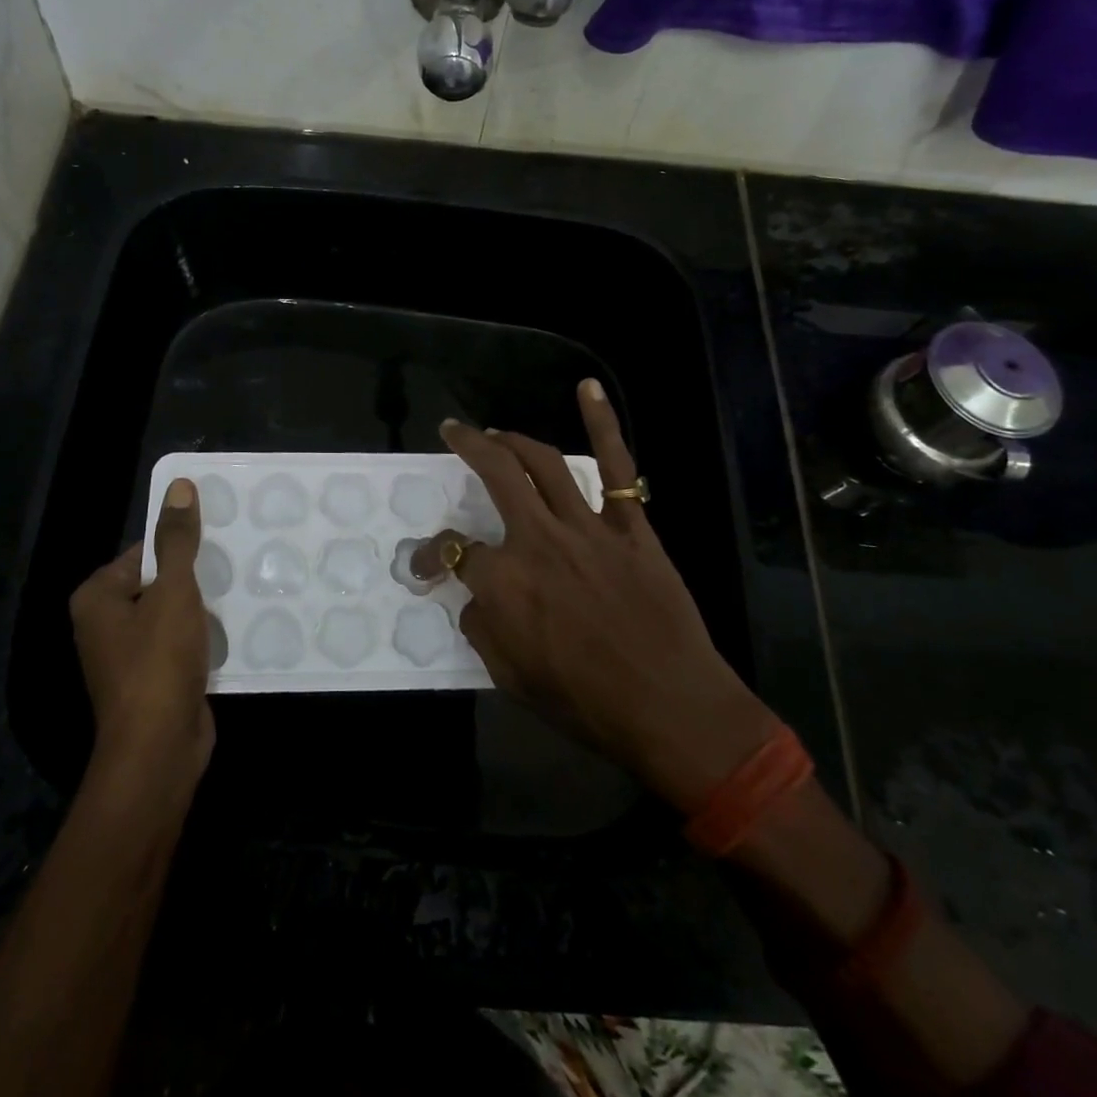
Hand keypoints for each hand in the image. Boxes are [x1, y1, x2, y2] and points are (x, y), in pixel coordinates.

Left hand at [69, 479, 214, 784]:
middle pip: (158, 581)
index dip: (180, 544)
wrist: (159, 750)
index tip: (220, 538)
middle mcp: (105, 624)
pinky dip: (204, 635)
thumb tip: (179, 486)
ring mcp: (128, 655)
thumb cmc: (158, 662)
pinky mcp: (153, 679)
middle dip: (196, 576)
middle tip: (237, 561)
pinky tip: (236, 626)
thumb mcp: (173, 592)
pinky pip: (181, 643)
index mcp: (97, 597)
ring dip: (203, 606)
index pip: (143, 551)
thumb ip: (177, 540)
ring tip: (243, 588)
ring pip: (173, 614)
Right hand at [414, 380, 776, 811]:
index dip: (431, 555)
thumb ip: (482, 629)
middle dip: (468, 445)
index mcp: (504, 581)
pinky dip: (604, 423)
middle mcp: (538, 540)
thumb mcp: (510, 677)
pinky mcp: (632, 526)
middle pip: (495, 475)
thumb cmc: (585, 702)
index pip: (452, 551)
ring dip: (514, 438)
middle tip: (455, 432)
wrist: (670, 708)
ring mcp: (588, 527)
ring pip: (544, 463)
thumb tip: (475, 598)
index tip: (426, 564)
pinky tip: (588, 388)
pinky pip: (618, 467)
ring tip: (496, 431)